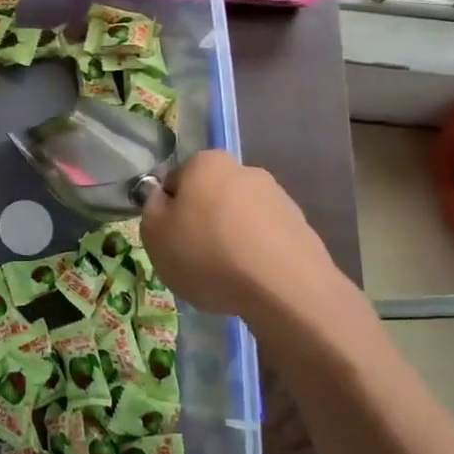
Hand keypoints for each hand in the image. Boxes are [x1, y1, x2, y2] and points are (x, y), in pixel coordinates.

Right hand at [140, 150, 359, 343]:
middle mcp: (244, 170)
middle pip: (209, 197)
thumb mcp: (154, 234)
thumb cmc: (207, 254)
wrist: (285, 290)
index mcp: (206, 163)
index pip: (175, 182)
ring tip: (226, 276)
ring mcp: (278, 199)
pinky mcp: (302, 229)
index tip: (170, 239)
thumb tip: (162, 198)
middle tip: (194, 259)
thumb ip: (151, 208)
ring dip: (229, 239)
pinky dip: (255, 256)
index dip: (168, 212)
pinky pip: (265, 240)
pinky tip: (252, 282)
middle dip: (201, 222)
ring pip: (239, 218)